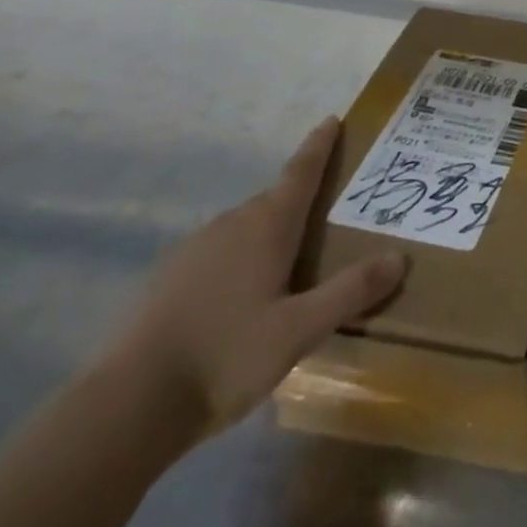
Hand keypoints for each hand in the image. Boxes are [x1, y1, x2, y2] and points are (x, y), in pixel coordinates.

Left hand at [108, 117, 407, 438]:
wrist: (127, 407)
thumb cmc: (225, 356)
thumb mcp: (300, 330)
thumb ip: (351, 291)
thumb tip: (399, 257)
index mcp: (266, 226)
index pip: (300, 172)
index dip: (319, 146)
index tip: (333, 120)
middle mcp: (231, 225)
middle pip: (275, 199)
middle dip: (303, 199)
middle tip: (331, 211)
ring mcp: (194, 250)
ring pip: (246, 227)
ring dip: (272, 232)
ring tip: (295, 259)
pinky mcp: (169, 278)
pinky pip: (221, 252)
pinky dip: (243, 257)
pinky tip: (247, 294)